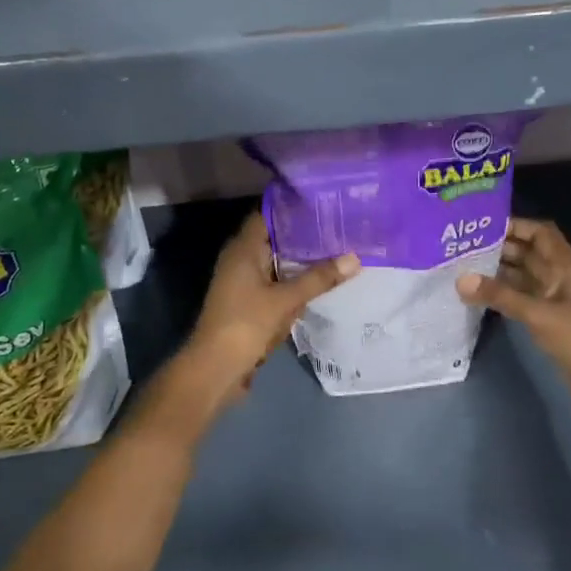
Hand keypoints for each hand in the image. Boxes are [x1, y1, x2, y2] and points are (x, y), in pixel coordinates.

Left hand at [175, 213, 359, 416]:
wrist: (215, 370)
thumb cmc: (245, 324)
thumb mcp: (285, 300)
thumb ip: (318, 278)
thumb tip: (355, 257)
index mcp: (243, 249)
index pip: (267, 214)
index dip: (293, 206)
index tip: (323, 200)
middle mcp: (241, 260)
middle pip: (275, 238)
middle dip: (305, 234)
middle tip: (340, 224)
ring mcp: (244, 283)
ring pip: (277, 262)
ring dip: (302, 259)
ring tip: (338, 248)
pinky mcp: (250, 303)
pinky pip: (277, 283)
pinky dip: (296, 281)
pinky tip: (321, 281)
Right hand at [457, 219, 570, 442]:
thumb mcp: (539, 314)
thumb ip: (500, 296)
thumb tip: (460, 279)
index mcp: (566, 266)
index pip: (540, 233)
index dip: (516, 225)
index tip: (482, 225)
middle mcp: (560, 278)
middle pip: (529, 253)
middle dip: (499, 248)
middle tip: (463, 246)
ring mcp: (554, 301)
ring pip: (523, 277)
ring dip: (498, 272)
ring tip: (463, 268)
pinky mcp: (548, 322)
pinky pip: (521, 299)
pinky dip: (502, 295)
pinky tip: (478, 296)